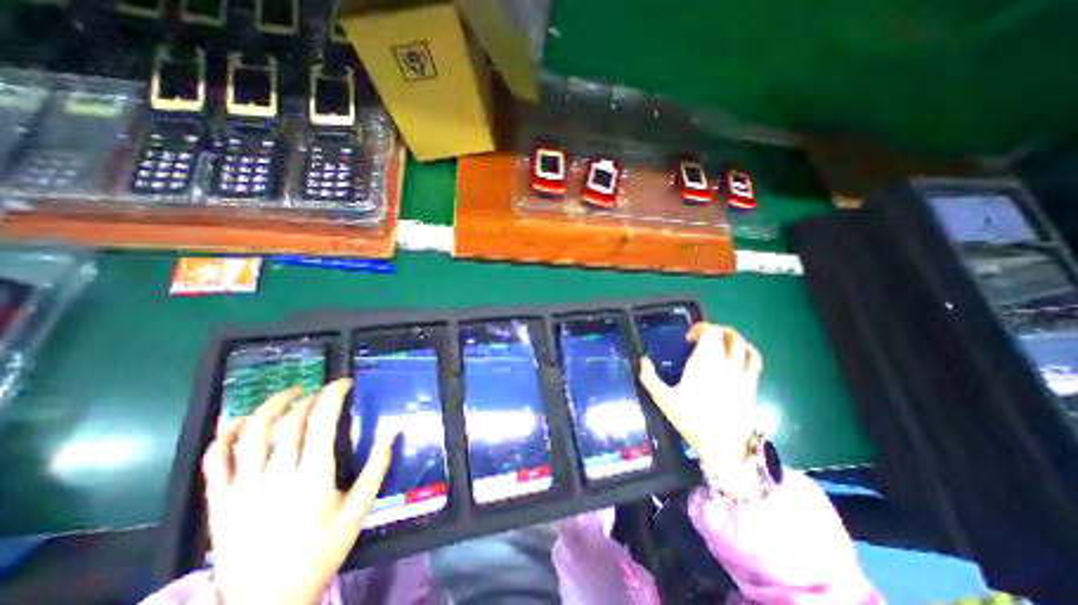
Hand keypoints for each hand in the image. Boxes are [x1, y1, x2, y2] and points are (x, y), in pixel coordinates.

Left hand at [202, 378, 393, 604]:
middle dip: (310, 398)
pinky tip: (241, 422)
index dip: (333, 395)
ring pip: (252, 432)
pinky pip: (214, 460)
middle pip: (290, 421)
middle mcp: (276, 475)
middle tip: (323, 393)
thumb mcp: (359, 510)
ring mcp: (243, 488)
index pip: (321, 420)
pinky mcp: (219, 501)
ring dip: (271, 405)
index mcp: (313, 476)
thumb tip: (392, 432)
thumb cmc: (320, 551)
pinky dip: (226, 435)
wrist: (266, 602)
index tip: (344, 383)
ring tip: (289, 394)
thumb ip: (377, 468)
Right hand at [637, 324, 765, 494]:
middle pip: (727, 334)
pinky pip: (755, 360)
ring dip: (732, 337)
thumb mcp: (664, 399)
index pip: (710, 331)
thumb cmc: (691, 420)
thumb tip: (642, 361)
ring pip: (743, 344)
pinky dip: (748, 351)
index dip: (700, 328)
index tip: (688, 338)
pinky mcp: (751, 385)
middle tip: (702, 339)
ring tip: (721, 342)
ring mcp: (742, 373)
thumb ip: (649, 378)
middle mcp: (725, 362)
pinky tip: (741, 355)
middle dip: (715, 330)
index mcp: (704, 361)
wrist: (724, 446)